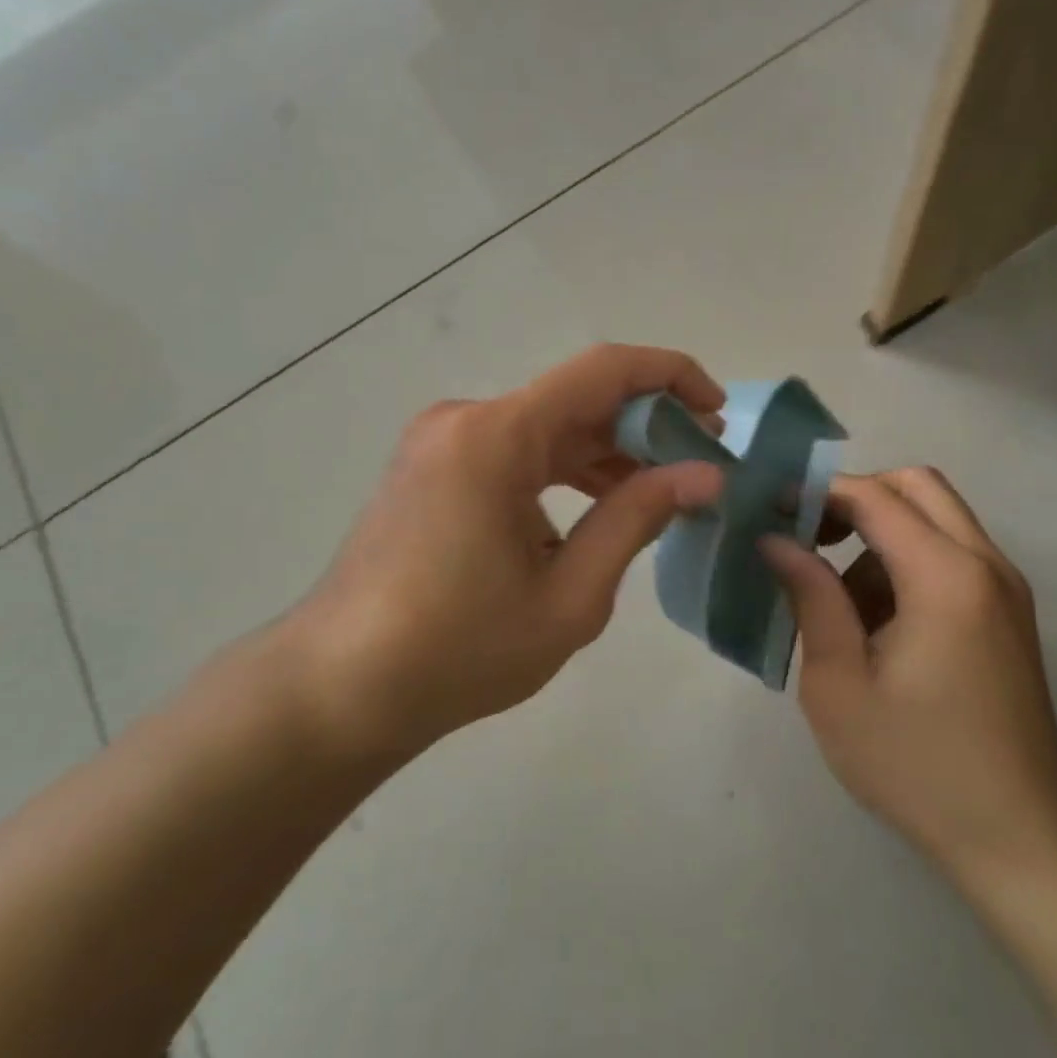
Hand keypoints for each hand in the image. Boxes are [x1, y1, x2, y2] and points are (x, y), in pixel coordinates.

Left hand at [275, 345, 724, 755]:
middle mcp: (466, 420)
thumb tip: (705, 475)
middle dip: (646, 424)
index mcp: (496, 437)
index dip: (670, 377)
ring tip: (663, 490)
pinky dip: (564, 470)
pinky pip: (516, 452)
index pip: (603, 370)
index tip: (717, 412)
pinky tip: (599, 508)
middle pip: (576, 399)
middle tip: (702, 465)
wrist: (339, 688)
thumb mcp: (568, 595)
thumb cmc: (457, 651)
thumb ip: (637, 519)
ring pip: (547, 427)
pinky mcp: (434, 469)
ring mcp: (443, 442)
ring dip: (607, 451)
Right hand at [762, 469, 1056, 890]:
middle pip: (917, 486)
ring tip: (838, 607)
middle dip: (856, 498)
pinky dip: (906, 566)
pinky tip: (876, 630)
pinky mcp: (1007, 617)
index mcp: (946, 576)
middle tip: (808, 538)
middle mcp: (986, 565)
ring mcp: (1005, 591)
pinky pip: (950, 559)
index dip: (816, 492)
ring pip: (935, 521)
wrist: (1020, 842)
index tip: (769, 511)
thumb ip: (810, 597)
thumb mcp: (839, 683)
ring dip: (880, 538)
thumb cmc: (915, 765)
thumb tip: (775, 539)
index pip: (874, 496)